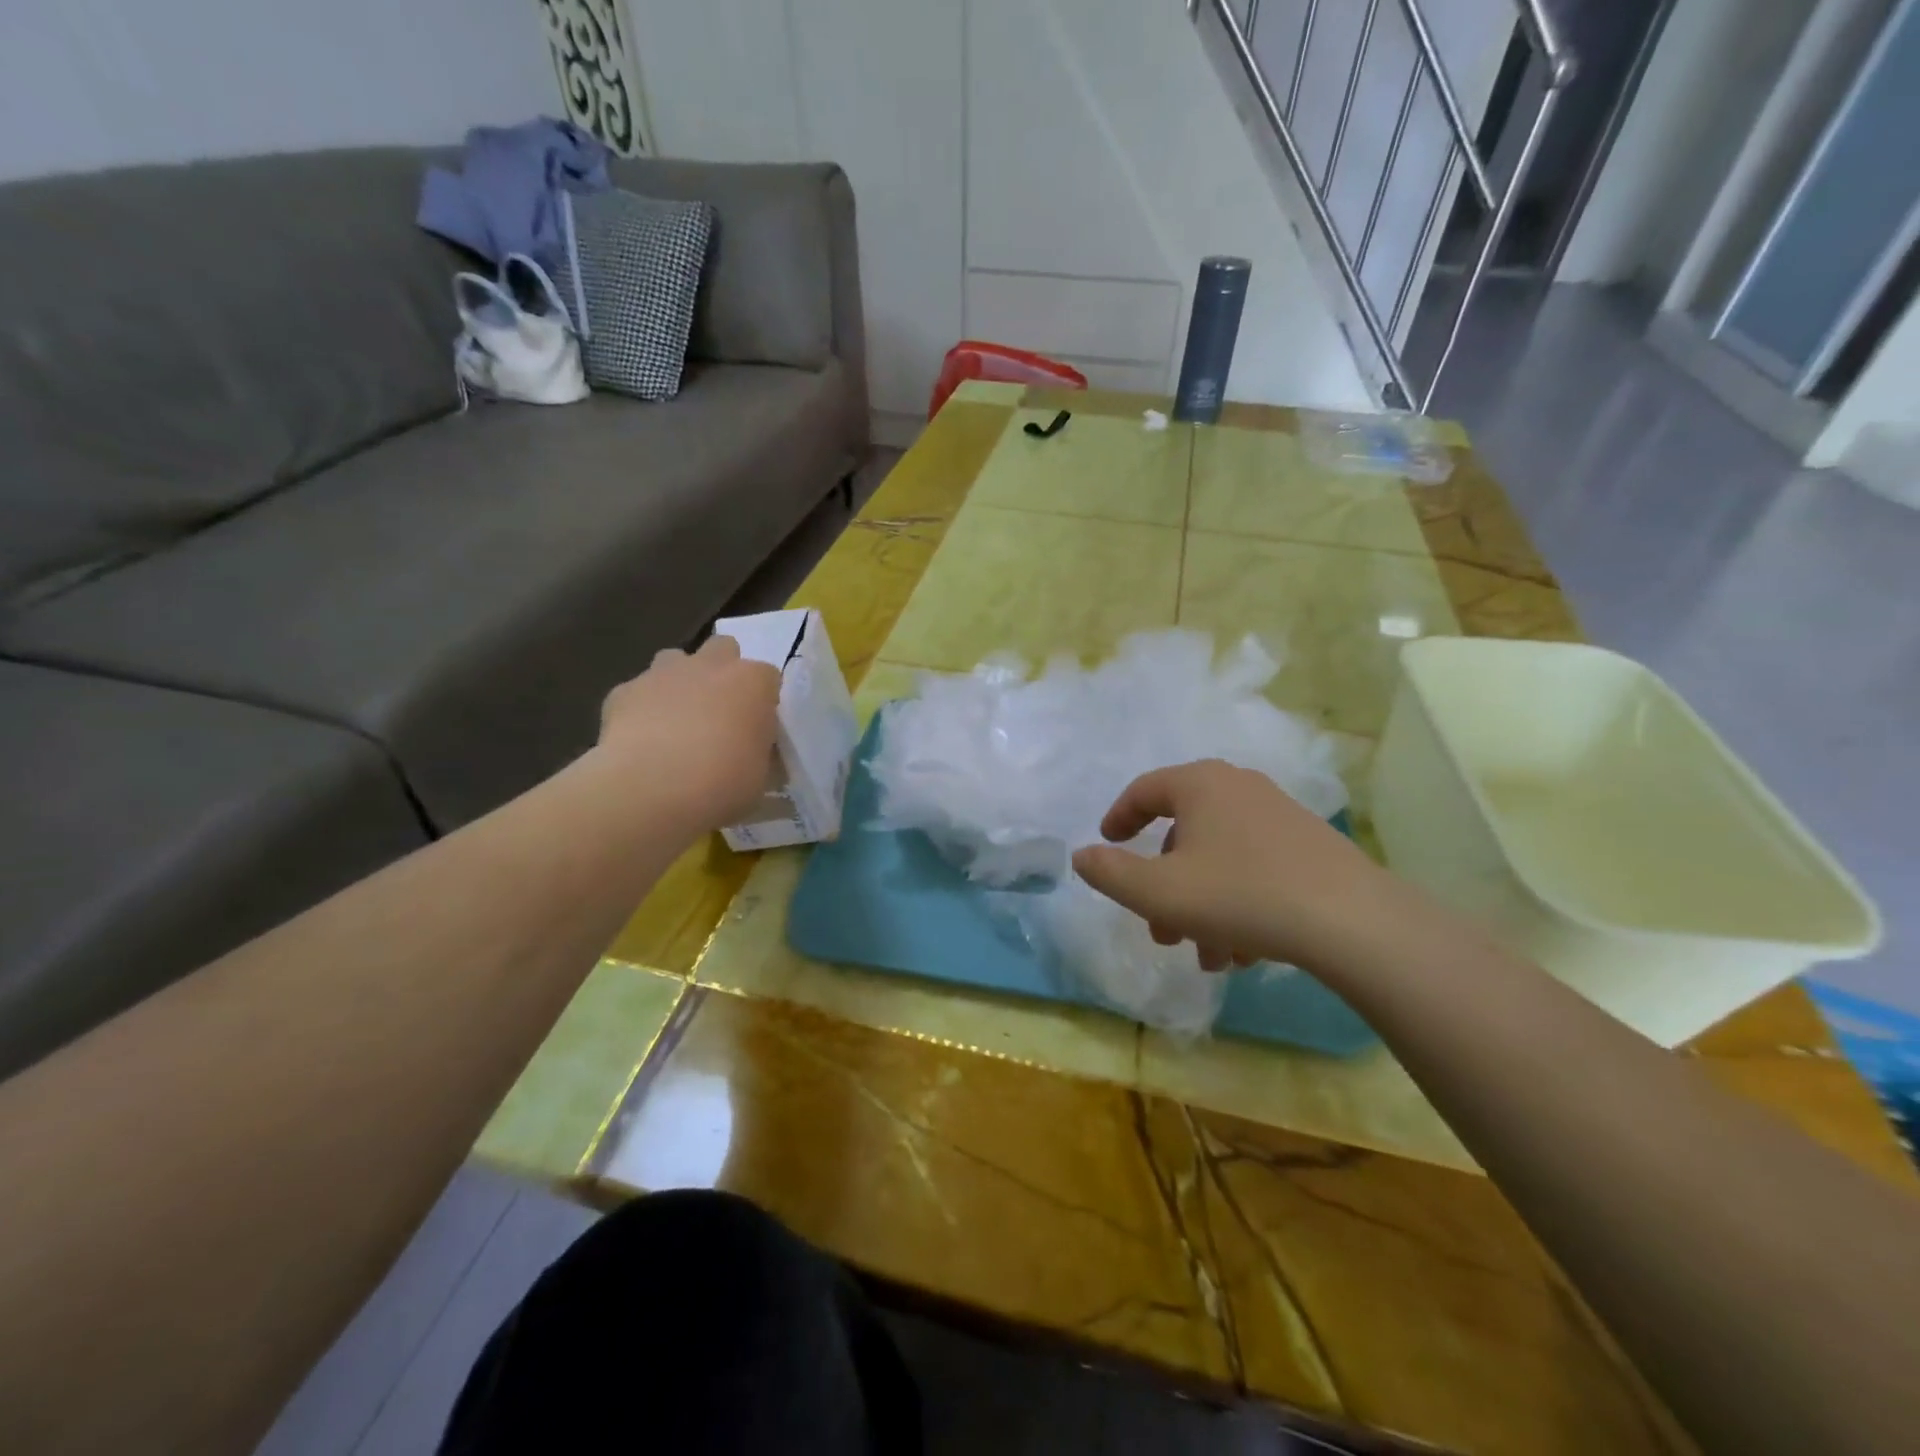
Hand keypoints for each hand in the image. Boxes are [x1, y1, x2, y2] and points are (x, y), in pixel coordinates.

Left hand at [597, 635, 781, 829]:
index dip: (762, 701)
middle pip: (723, 649)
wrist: (651, 789)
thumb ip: (759, 754)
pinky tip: (640, 741)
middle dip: (721, 672)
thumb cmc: (723, 783)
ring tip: (677, 721)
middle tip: (718, 712)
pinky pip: (637, 692)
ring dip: (679, 682)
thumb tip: (753, 756)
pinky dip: (641, 709)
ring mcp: (663, 673)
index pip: (768, 677)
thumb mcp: (760, 777)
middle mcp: (710, 665)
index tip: (757, 728)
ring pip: (674, 660)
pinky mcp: (623, 691)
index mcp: (752, 682)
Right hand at [1071, 760, 1405, 975]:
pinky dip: (1237, 905)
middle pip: (1183, 833)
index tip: (1107, 845)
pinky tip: (1244, 953)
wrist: (1351, 921)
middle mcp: (1239, 788)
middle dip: (1164, 887)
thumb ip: (1110, 874)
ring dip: (1201, 907)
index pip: (1144, 790)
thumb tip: (1082, 856)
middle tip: (1159, 931)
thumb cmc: (1240, 896)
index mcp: (1200, 784)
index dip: (1118, 818)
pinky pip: (1254, 869)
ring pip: (1219, 859)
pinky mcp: (1310, 846)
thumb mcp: (1159, 893)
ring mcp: (1279, 815)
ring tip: (1206, 958)